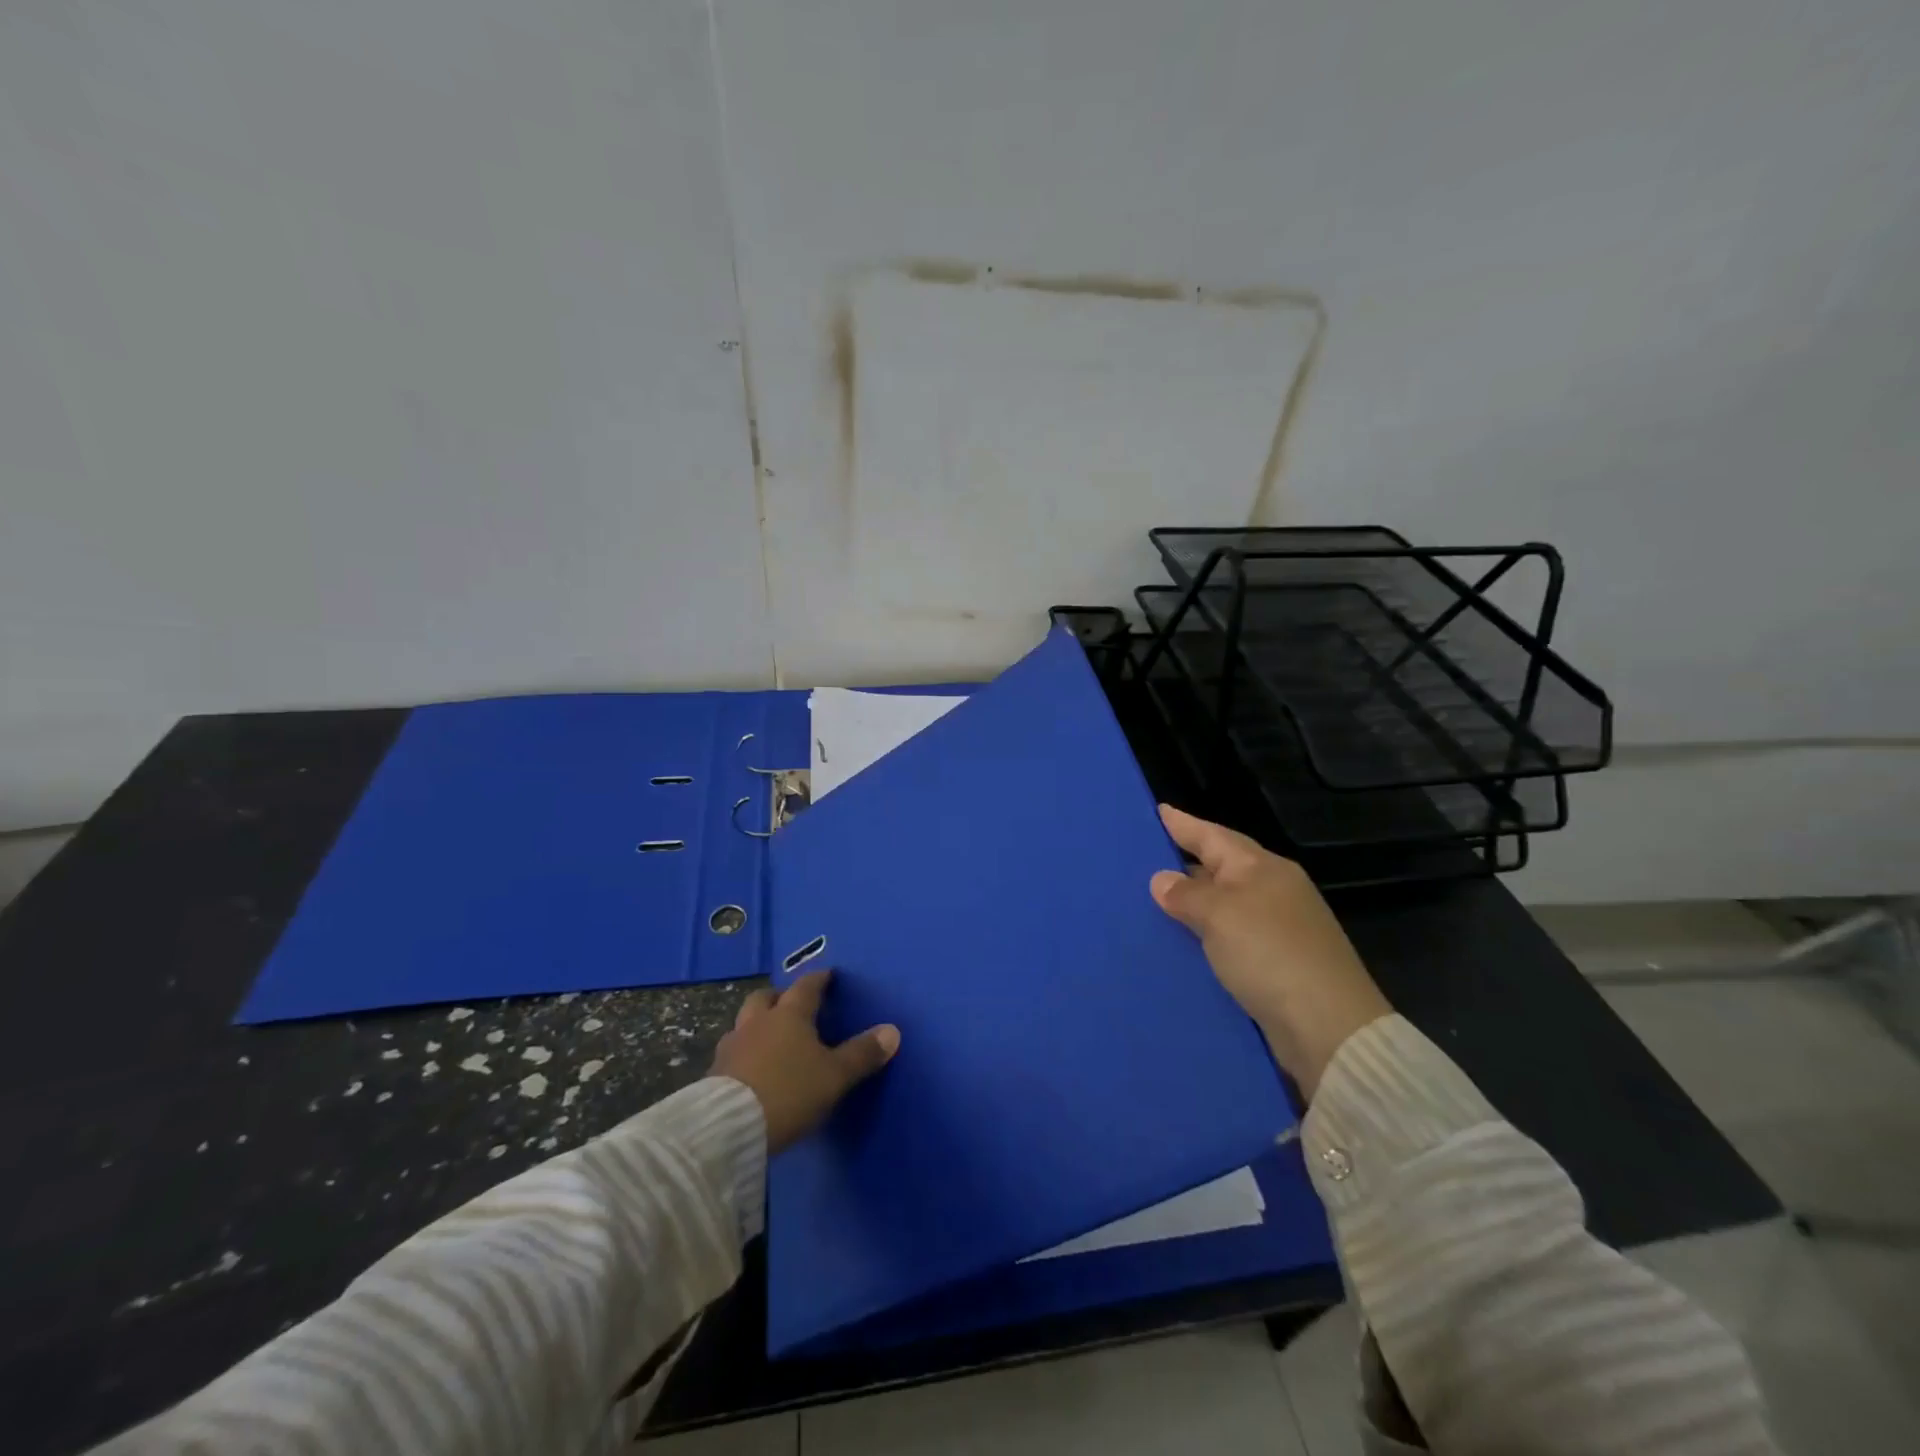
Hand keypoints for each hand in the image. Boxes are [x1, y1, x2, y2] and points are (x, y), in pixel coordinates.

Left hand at [710, 970, 899, 1152]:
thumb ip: (862, 1054)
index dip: (819, 979)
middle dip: (780, 996)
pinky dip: (744, 1051)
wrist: (729, 1126)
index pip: (806, 987)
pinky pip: (733, 1051)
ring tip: (769, 1037)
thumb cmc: (789, 1091)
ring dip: (757, 1024)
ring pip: (745, 1023)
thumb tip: (892, 1030)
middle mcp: (758, 1022)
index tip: (828, 974)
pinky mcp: (714, 1072)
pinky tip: (751, 1067)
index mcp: (790, 1015)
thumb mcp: (834, 1076)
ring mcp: (732, 1045)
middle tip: (792, 1004)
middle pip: (766, 997)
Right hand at [1150, 804, 1389, 1098]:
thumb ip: (1186, 894)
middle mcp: (1272, 891)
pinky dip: (1202, 937)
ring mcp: (1277, 928)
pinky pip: (1227, 938)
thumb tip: (1162, 879)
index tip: (1155, 811)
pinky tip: (1178, 944)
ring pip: (1222, 905)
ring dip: (1190, 904)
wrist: (1327, 1028)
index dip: (1183, 823)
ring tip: (1149, 901)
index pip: (1213, 835)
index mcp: (1262, 868)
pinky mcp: (1275, 964)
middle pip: (1219, 867)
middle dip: (1184, 862)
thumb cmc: (1270, 954)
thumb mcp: (1219, 915)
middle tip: (1141, 858)